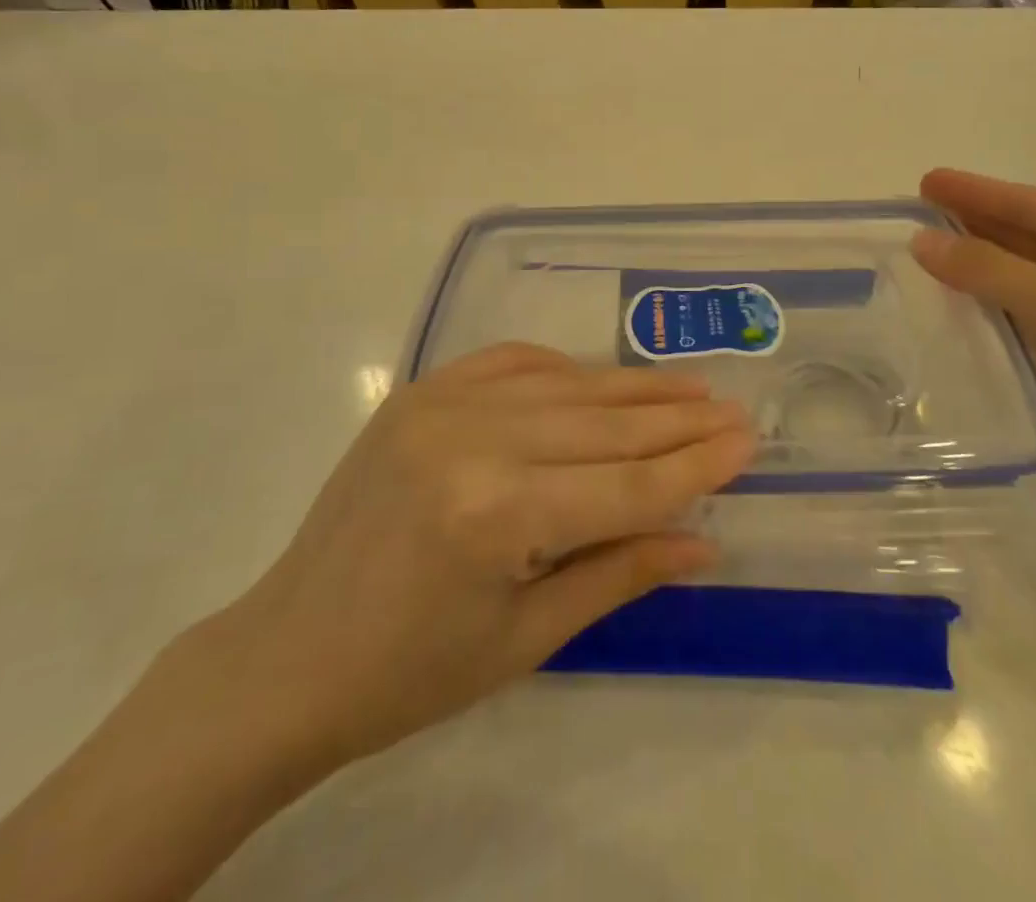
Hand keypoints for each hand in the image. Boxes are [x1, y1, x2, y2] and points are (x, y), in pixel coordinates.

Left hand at [193, 343, 755, 785]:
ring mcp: (441, 403)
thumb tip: (704, 541)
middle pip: (605, 425)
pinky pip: (511, 361)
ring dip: (634, 387)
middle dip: (679, 420)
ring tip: (690, 386)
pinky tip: (599, 376)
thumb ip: (620, 574)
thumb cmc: (411, 673)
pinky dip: (563, 367)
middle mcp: (474, 440)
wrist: (287, 655)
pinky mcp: (420, 391)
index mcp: (498, 515)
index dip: (695, 466)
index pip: (627, 485)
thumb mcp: (527, 638)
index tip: (748, 442)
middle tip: (734, 408)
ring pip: (566, 386)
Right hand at [911, 169, 1035, 511]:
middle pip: (1029, 239)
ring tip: (920, 252)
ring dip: (974, 266)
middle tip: (916, 212)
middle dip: (973, 224)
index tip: (926, 181)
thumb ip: (990, 270)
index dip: (979, 192)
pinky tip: (945, 303)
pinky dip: (983, 306)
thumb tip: (921, 240)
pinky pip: (1019, 317)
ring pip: (1021, 279)